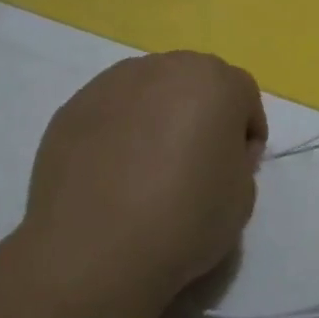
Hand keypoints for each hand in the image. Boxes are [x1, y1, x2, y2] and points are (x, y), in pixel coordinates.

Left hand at [22, 51, 267, 311]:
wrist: (91, 250)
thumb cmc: (183, 220)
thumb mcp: (242, 197)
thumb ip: (238, 160)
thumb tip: (216, 152)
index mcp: (215, 81)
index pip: (243, 96)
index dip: (244, 134)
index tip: (236, 170)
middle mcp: (166, 67)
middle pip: (194, 83)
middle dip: (200, 114)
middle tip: (193, 164)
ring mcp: (114, 83)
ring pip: (149, 92)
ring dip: (156, 118)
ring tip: (145, 169)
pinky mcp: (74, 106)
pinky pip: (110, 112)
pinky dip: (117, 133)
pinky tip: (110, 176)